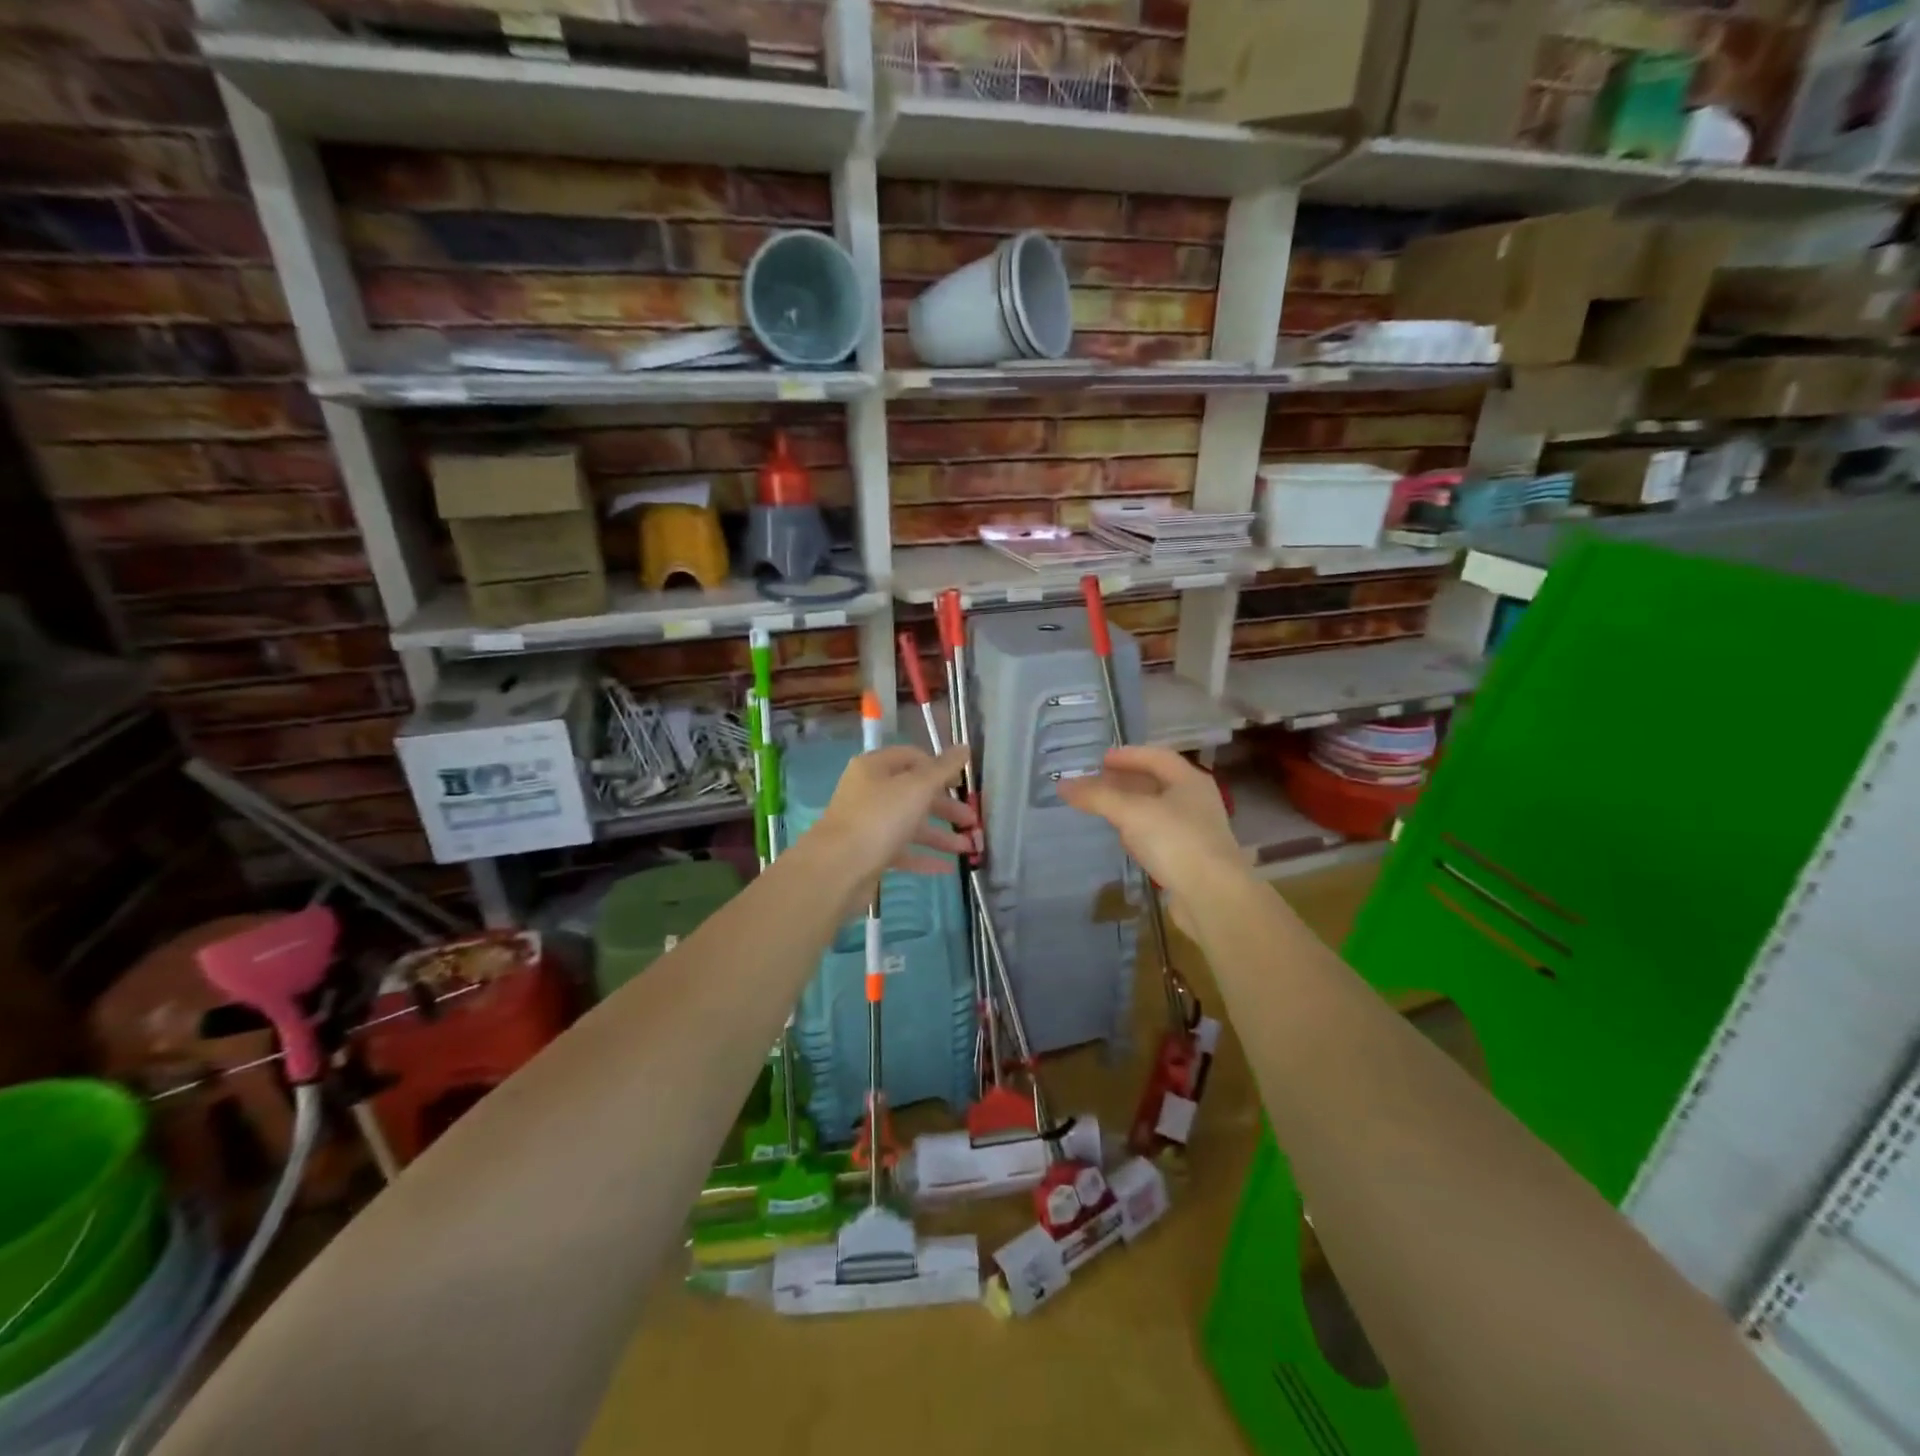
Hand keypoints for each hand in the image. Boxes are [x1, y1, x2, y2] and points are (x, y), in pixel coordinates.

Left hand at [809, 745, 976, 897]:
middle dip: (945, 806)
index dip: (939, 767)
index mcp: (875, 767)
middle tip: (972, 820)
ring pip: (909, 824)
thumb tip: (965, 746)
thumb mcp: (917, 787)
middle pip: (913, 793)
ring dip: (940, 834)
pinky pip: (902, 851)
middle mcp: (869, 791)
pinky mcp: (869, 853)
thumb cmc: (879, 818)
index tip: (962, 783)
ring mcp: (867, 824)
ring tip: (968, 848)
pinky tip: (948, 867)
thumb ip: (943, 768)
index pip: (912, 757)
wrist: (837, 868)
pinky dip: (924, 856)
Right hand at [1058, 746, 1245, 924]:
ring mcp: (1196, 831)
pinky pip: (1160, 835)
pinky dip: (1139, 831)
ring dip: (1131, 806)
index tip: (1100, 760)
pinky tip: (1125, 840)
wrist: (1213, 897)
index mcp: (1189, 780)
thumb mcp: (1130, 812)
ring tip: (1104, 808)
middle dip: (1125, 780)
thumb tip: (1063, 785)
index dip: (1127, 755)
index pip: (1156, 756)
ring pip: (1157, 810)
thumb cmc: (1175, 841)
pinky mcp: (1190, 858)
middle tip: (1096, 783)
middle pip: (1157, 782)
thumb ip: (1096, 796)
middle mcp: (1196, 801)